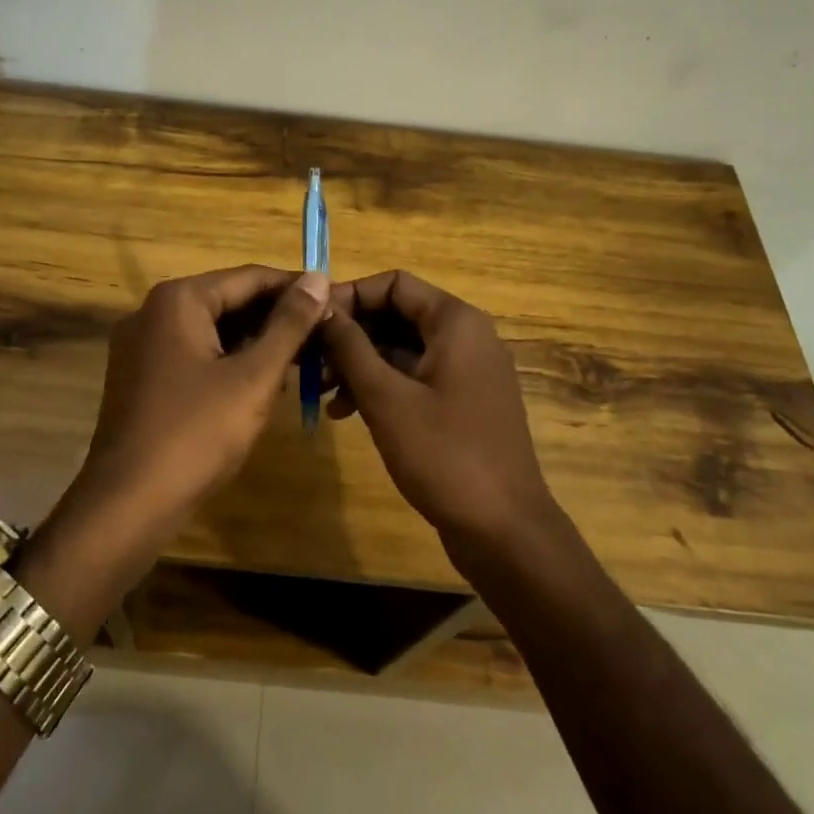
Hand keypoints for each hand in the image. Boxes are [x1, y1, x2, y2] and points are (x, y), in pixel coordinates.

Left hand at [79, 264, 331, 527]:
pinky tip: (262, 383)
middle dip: (277, 318)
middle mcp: (153, 312)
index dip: (297, 288)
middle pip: (228, 301)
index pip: (250, 277)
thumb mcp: (254, 377)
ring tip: (304, 359)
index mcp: (178, 300)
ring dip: (256, 342)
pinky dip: (228, 362)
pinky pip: (194, 355)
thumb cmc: (196, 434)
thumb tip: (317, 277)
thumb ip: (289, 324)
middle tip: (326, 335)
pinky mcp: (140, 377)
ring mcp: (141, 346)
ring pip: (212, 330)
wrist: (128, 503)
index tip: (336, 301)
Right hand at [320, 270, 557, 542]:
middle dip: (351, 335)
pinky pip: (415, 377)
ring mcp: (467, 371)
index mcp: (455, 322)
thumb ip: (350, 346)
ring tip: (322, 391)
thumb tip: (321, 307)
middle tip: (309, 360)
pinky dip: (382, 387)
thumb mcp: (386, 397)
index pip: (393, 283)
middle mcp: (466, 336)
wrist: (503, 529)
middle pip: (397, 314)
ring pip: (402, 348)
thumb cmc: (443, 454)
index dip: (349, 296)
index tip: (311, 322)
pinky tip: (346, 412)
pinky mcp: (463, 402)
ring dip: (360, 363)